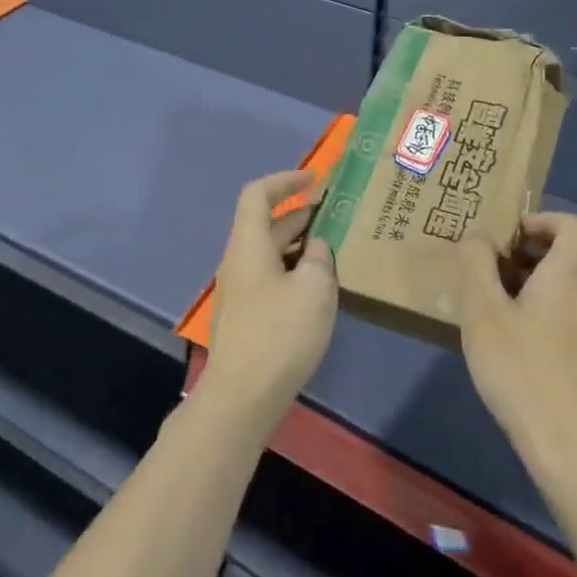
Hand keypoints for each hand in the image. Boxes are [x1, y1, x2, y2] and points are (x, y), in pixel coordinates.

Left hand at [195, 169, 337, 432]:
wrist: (242, 397)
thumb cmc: (279, 334)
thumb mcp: (313, 288)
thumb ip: (319, 257)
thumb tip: (316, 247)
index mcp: (248, 245)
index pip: (258, 195)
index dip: (285, 180)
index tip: (315, 180)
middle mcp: (239, 261)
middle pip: (266, 224)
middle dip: (300, 214)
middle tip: (337, 215)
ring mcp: (240, 291)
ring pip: (271, 253)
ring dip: (300, 244)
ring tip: (335, 248)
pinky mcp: (247, 316)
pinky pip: (272, 277)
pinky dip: (295, 270)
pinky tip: (320, 286)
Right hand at [457, 212, 576, 482]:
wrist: (566, 443)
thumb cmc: (521, 368)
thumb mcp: (483, 311)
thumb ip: (476, 265)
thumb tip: (477, 237)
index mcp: (567, 278)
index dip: (546, 219)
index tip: (510, 235)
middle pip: (574, 253)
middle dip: (535, 247)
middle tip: (496, 261)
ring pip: (569, 284)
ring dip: (534, 278)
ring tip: (493, 297)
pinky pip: (565, 312)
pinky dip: (538, 306)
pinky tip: (506, 334)